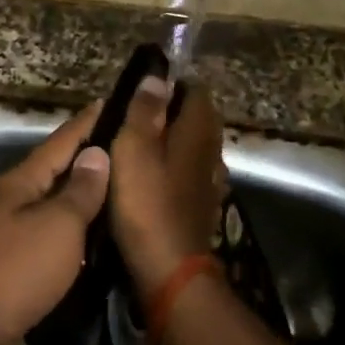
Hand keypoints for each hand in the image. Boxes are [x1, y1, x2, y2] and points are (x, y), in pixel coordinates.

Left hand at [0, 100, 110, 344]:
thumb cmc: (14, 272)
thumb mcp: (56, 226)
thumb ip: (79, 192)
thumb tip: (96, 154)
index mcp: (21, 183)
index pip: (62, 141)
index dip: (88, 122)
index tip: (115, 101)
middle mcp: (14, 202)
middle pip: (58, 173)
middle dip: (92, 160)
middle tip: (134, 151)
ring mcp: (11, 236)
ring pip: (57, 208)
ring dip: (86, 200)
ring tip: (126, 192)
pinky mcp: (15, 269)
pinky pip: (54, 241)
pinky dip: (77, 236)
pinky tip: (101, 242)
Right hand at [109, 76, 226, 292]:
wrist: (169, 267)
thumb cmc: (146, 202)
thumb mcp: (133, 148)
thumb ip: (145, 111)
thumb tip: (157, 78)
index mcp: (198, 131)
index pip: (197, 92)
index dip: (172, 86)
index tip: (142, 92)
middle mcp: (211, 152)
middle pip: (197, 120)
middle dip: (171, 114)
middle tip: (132, 120)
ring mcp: (210, 182)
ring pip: (193, 149)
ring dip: (171, 144)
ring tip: (136, 149)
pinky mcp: (201, 207)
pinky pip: (188, 175)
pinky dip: (172, 170)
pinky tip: (151, 181)